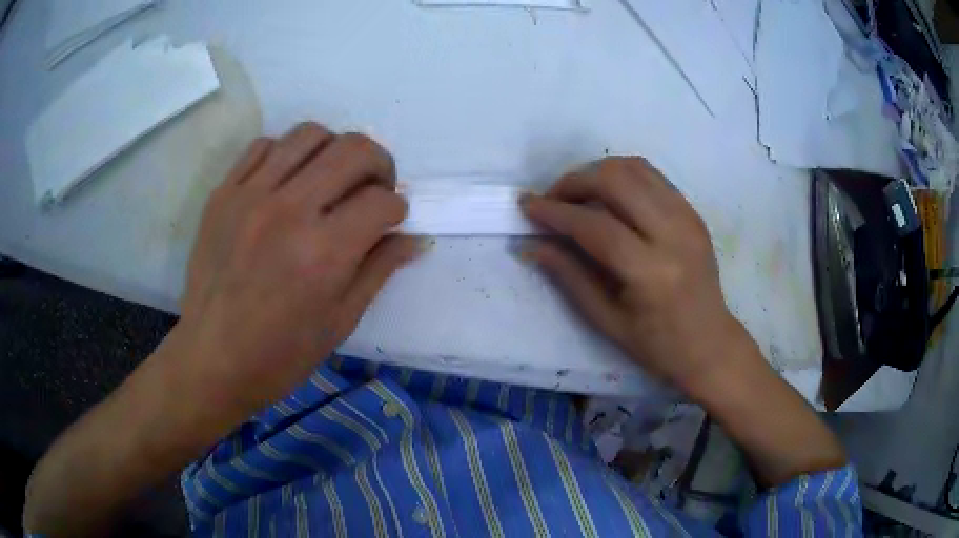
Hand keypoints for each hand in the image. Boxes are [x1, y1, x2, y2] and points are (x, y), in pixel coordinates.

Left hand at [177, 122, 419, 419]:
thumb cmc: (281, 354)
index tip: (390, 222)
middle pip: (354, 150)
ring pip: (309, 134)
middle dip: (380, 164)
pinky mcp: (223, 193)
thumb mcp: (340, 321)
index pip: (382, 201)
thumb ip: (379, 270)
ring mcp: (250, 196)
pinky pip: (264, 145)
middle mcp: (289, 211)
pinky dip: (286, 154)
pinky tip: (288, 181)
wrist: (212, 359)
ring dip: (334, 150)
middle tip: (374, 187)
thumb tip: (415, 238)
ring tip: (331, 177)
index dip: (397, 209)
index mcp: (324, 252)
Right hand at [521, 157, 751, 393]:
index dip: (555, 212)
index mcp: (651, 272)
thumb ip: (569, 276)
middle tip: (553, 199)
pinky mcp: (692, 211)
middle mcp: (673, 234)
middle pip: (616, 181)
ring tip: (578, 194)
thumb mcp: (606, 320)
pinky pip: (651, 175)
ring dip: (597, 172)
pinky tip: (608, 194)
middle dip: (575, 181)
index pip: (595, 226)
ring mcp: (687, 217)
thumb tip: (531, 245)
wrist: (710, 343)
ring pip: (634, 168)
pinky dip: (622, 175)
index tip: (527, 205)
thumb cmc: (657, 345)